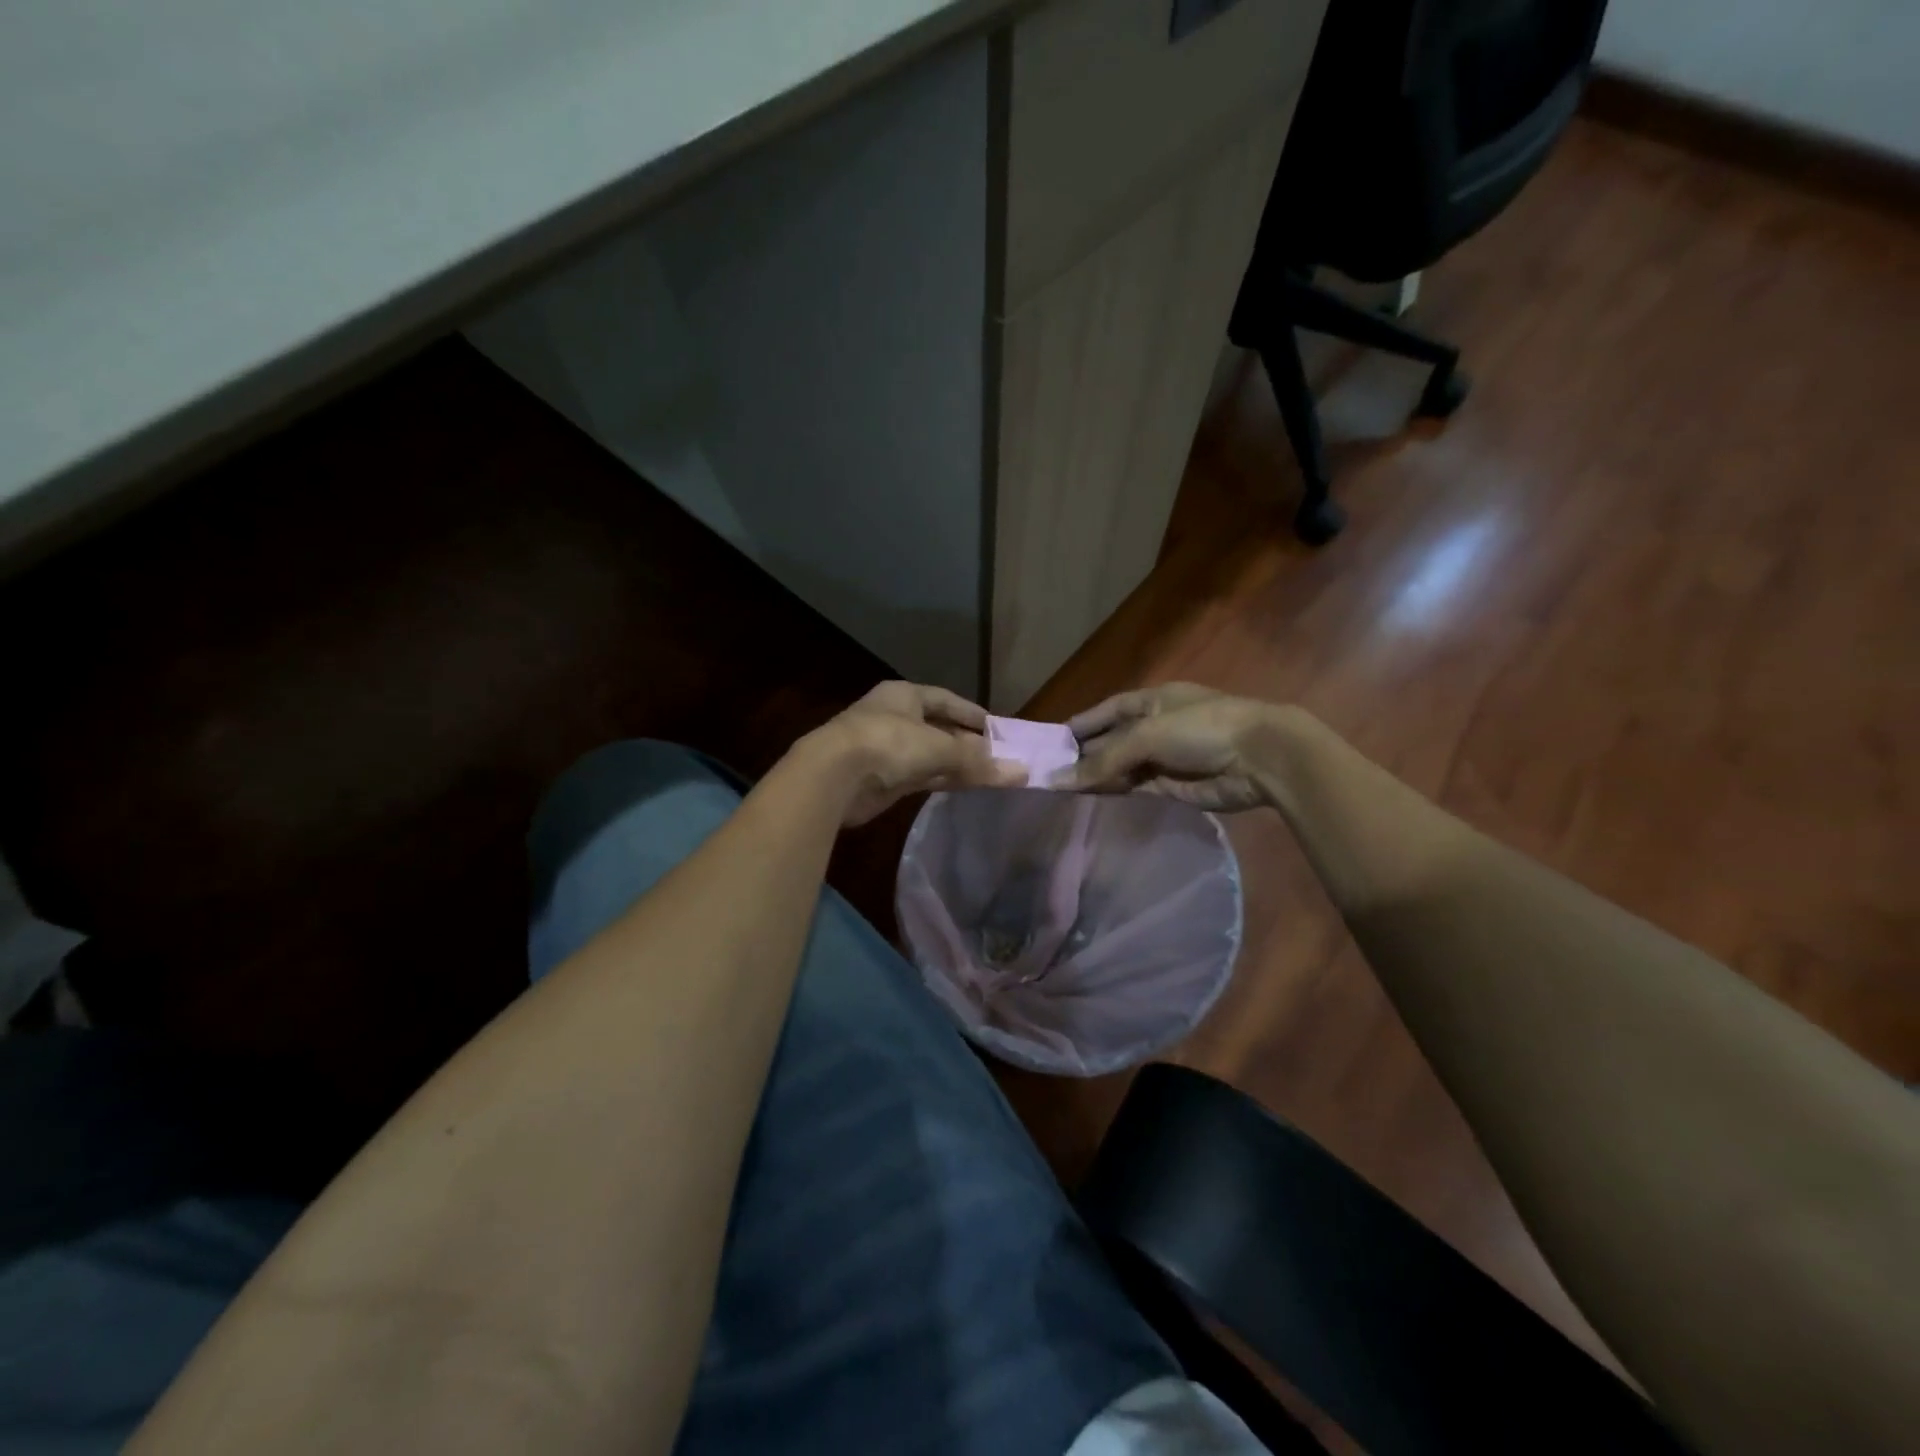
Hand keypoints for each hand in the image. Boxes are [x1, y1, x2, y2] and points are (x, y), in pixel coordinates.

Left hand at [802, 681, 1025, 826]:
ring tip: (989, 775)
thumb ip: (978, 761)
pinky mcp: (883, 778)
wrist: (834, 776)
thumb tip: (1021, 772)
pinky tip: (963, 787)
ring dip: (956, 764)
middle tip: (999, 756)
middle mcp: (895, 718)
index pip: (945, 700)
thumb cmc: (887, 744)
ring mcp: (887, 749)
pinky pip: (921, 776)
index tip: (997, 728)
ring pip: (930, 755)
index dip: (971, 713)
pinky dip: (942, 780)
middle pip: (938, 728)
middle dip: (967, 743)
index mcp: (904, 696)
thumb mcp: (939, 747)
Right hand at [1063, 683, 1290, 812]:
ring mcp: (1163, 758)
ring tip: (1061, 790)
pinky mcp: (1171, 786)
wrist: (1261, 758)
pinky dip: (1114, 792)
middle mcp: (1154, 727)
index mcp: (1150, 701)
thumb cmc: (1203, 729)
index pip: (1106, 711)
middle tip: (1048, 773)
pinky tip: (1091, 799)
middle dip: (1083, 755)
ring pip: (1120, 767)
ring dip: (1096, 777)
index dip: (1080, 724)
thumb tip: (1058, 780)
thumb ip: (1103, 759)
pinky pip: (1134, 787)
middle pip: (1110, 741)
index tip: (1049, 742)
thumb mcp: (1147, 735)